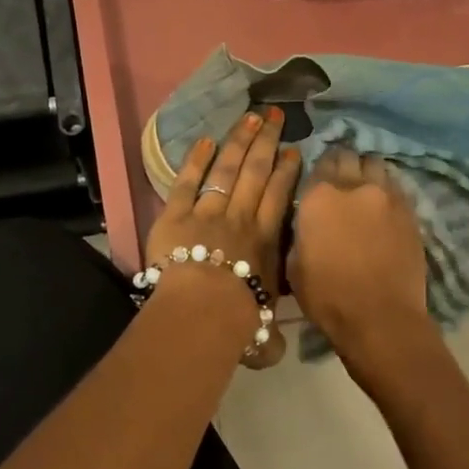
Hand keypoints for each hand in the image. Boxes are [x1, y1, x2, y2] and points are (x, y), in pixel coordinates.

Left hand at [146, 108, 300, 367]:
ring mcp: (208, 211)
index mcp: (265, 239)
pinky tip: (204, 141)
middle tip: (274, 116)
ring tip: (249, 117)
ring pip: (226, 169)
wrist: (204, 308)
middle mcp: (241, 217)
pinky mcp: (175, 214)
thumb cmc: (240, 318)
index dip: (287, 171)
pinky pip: (187, 182)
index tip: (293, 150)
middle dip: (266, 141)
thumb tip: (274, 352)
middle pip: (256, 171)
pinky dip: (195, 161)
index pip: (278, 196)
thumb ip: (268, 336)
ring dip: (238, 141)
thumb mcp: (263, 329)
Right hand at [287, 148, 430, 365]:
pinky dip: (386, 189)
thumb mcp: (294, 264)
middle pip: (348, 157)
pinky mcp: (410, 211)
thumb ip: (301, 232)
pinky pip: (395, 186)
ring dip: (366, 172)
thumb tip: (308, 222)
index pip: (318, 164)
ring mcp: (387, 196)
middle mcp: (354, 186)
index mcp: (319, 197)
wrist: (381, 318)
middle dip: (342, 164)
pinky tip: (381, 204)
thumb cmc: (327, 297)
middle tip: (339, 180)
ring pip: (375, 166)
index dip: (317, 171)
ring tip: (363, 187)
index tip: (316, 182)